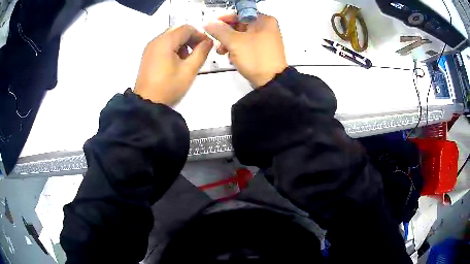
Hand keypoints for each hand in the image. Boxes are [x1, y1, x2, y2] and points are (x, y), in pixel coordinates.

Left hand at [134, 25, 212, 105]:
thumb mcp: (189, 70)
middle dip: (190, 38)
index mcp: (165, 41)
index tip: (206, 46)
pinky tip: (176, 62)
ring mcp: (150, 48)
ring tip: (187, 59)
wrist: (147, 104)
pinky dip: (173, 47)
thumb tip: (209, 41)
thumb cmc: (169, 87)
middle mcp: (156, 40)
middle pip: (177, 30)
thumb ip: (201, 52)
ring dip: (182, 43)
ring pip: (170, 36)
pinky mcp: (147, 55)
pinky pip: (163, 44)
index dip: (199, 34)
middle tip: (198, 51)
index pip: (187, 28)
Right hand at [204, 14, 287, 87]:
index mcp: (263, 20)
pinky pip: (247, 45)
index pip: (239, 14)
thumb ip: (219, 30)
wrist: (271, 82)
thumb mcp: (234, 42)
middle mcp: (266, 27)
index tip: (211, 27)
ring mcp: (266, 40)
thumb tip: (208, 22)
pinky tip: (231, 58)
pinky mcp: (263, 51)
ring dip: (229, 43)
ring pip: (242, 36)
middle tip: (216, 42)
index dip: (223, 19)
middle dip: (225, 34)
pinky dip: (238, 49)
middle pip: (239, 25)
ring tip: (222, 52)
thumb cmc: (255, 57)